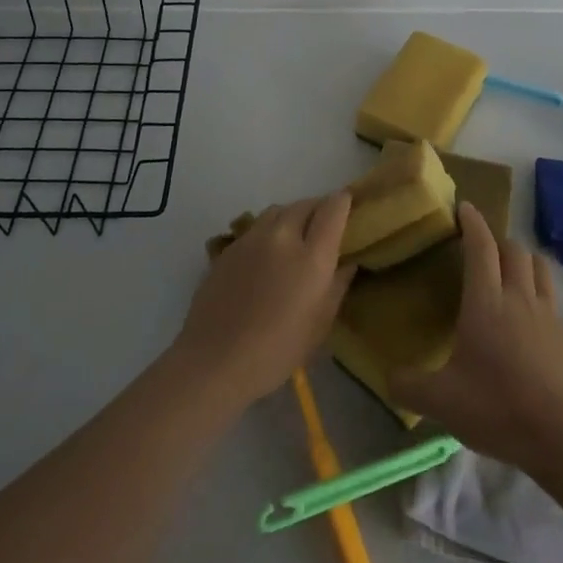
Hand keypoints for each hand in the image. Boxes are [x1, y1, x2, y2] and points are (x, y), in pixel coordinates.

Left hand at [175, 192, 356, 408]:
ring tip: (293, 236)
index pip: (332, 209)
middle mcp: (283, 237)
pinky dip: (268, 232)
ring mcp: (252, 239)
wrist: (215, 360)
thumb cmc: (277, 351)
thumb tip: (347, 263)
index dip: (342, 202)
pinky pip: (255, 228)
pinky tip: (265, 256)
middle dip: (317, 208)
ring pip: (277, 211)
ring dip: (291, 216)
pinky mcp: (229, 248)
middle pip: (304, 204)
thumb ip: (337, 286)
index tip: (347, 204)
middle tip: (322, 225)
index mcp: (312, 256)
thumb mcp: (319, 325)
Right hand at [388, 202, 562, 467]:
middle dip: (497, 240)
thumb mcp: (441, 401)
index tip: (464, 206)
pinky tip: (528, 318)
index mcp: (486, 301)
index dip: (472, 222)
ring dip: (523, 259)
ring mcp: (548, 315)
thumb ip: (408, 385)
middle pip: (514, 249)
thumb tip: (387, 377)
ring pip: (539, 266)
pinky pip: (552, 298)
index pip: (481, 246)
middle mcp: (519, 297)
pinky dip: (538, 292)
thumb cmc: (496, 407)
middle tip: (481, 249)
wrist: (561, 437)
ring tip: (509, 271)